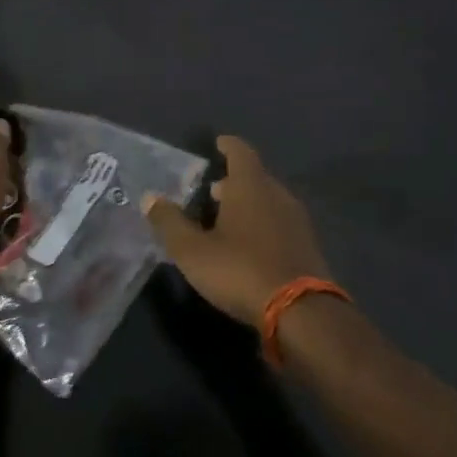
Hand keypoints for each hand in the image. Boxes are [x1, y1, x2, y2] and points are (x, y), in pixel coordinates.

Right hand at [143, 135, 331, 324]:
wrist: (301, 313)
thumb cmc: (240, 270)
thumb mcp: (192, 250)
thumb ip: (169, 222)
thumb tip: (149, 197)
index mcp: (250, 186)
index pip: (241, 152)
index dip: (228, 146)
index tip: (217, 143)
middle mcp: (277, 195)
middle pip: (255, 178)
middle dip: (233, 181)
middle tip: (211, 191)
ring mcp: (297, 222)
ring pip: (268, 202)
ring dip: (248, 205)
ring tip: (225, 219)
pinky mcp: (307, 247)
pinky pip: (279, 224)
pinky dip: (262, 225)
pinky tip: (248, 245)